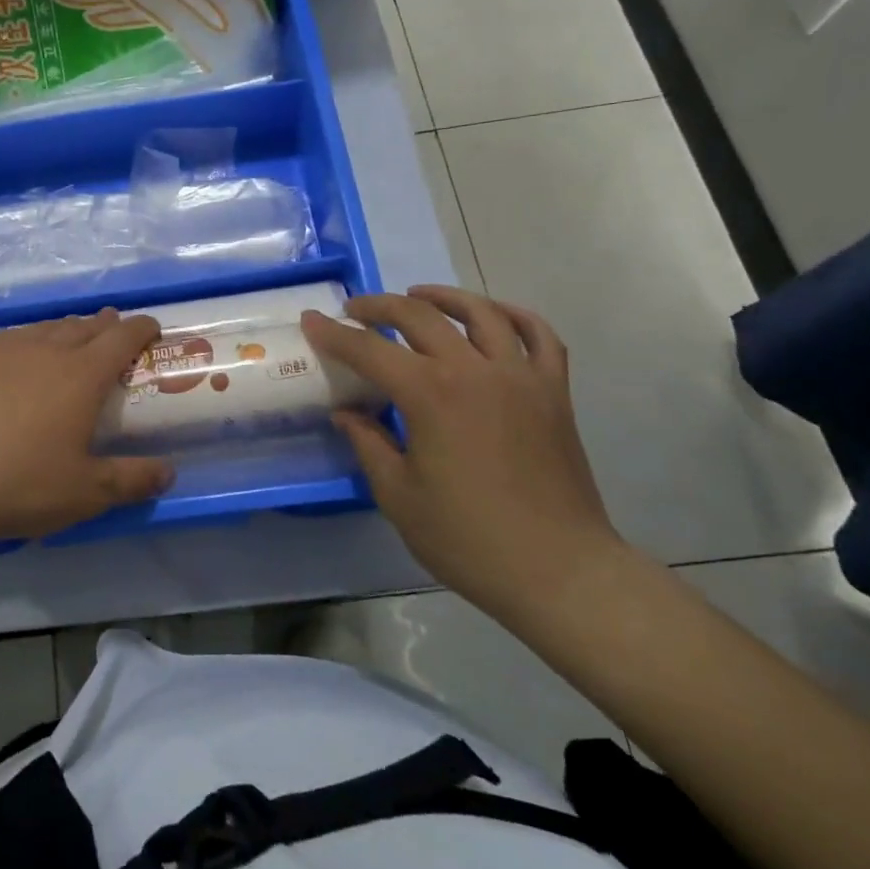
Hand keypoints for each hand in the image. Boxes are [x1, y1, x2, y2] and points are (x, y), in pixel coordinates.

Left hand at [0, 309, 173, 548]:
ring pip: (44, 328)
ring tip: (70, 344)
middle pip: (83, 326)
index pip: (122, 337)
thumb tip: (169, 474)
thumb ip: (132, 480)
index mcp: (80, 374)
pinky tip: (16, 362)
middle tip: (114, 334)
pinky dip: (26, 343)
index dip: (142, 329)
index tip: (152, 329)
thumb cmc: (17, 486)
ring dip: (66, 331)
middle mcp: (43, 349)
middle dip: (105, 326)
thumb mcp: (85, 493)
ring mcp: (0, 348)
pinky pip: (8, 339)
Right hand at [300, 287, 623, 622]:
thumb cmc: (468, 539)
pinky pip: (538, 335)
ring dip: (442, 297)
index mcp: (431, 395)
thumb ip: (369, 444)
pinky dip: (513, 316)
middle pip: (420, 315)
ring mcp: (521, 376)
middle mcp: (475, 370)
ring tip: (417, 297)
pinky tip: (493, 315)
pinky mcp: (554, 392)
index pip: (370, 349)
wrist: (559, 571)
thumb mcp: (399, 496)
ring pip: (481, 312)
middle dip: (379, 306)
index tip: (311, 320)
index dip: (334, 334)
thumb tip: (346, 413)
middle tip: (354, 311)